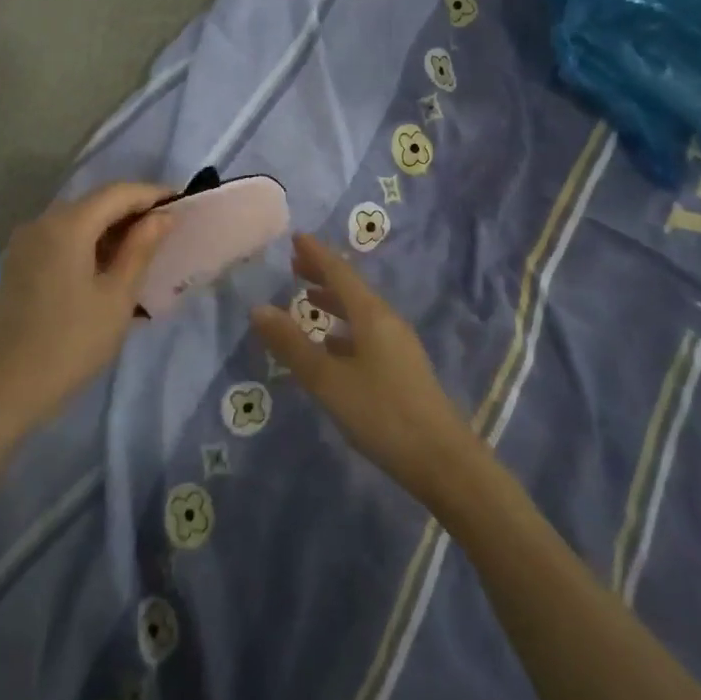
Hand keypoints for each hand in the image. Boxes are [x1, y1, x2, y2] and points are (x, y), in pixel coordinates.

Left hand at [0, 182, 174, 439]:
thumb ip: (140, 250)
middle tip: (168, 231)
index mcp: (67, 224)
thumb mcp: (116, 298)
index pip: (118, 192)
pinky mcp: (18, 265)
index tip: (183, 204)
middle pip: (95, 203)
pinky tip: (110, 270)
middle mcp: (42, 222)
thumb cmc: (69, 345)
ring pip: (78, 222)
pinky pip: (61, 241)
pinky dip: (90, 245)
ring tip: (145, 253)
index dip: (153, 194)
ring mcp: (25, 244)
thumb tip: (163, 215)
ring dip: (112, 230)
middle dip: (133, 211)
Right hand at [251, 234, 480, 501]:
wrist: (443, 461)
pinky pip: (367, 334)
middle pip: (352, 289)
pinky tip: (332, 346)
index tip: (295, 238)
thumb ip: (293, 345)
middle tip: (294, 265)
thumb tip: (258, 308)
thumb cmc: (381, 414)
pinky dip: (344, 329)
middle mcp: (387, 322)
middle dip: (323, 275)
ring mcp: (399, 346)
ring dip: (334, 302)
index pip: (340, 272)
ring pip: (360, 312)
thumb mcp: (328, 381)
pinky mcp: (402, 369)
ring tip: (308, 299)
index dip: (316, 255)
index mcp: (372, 315)